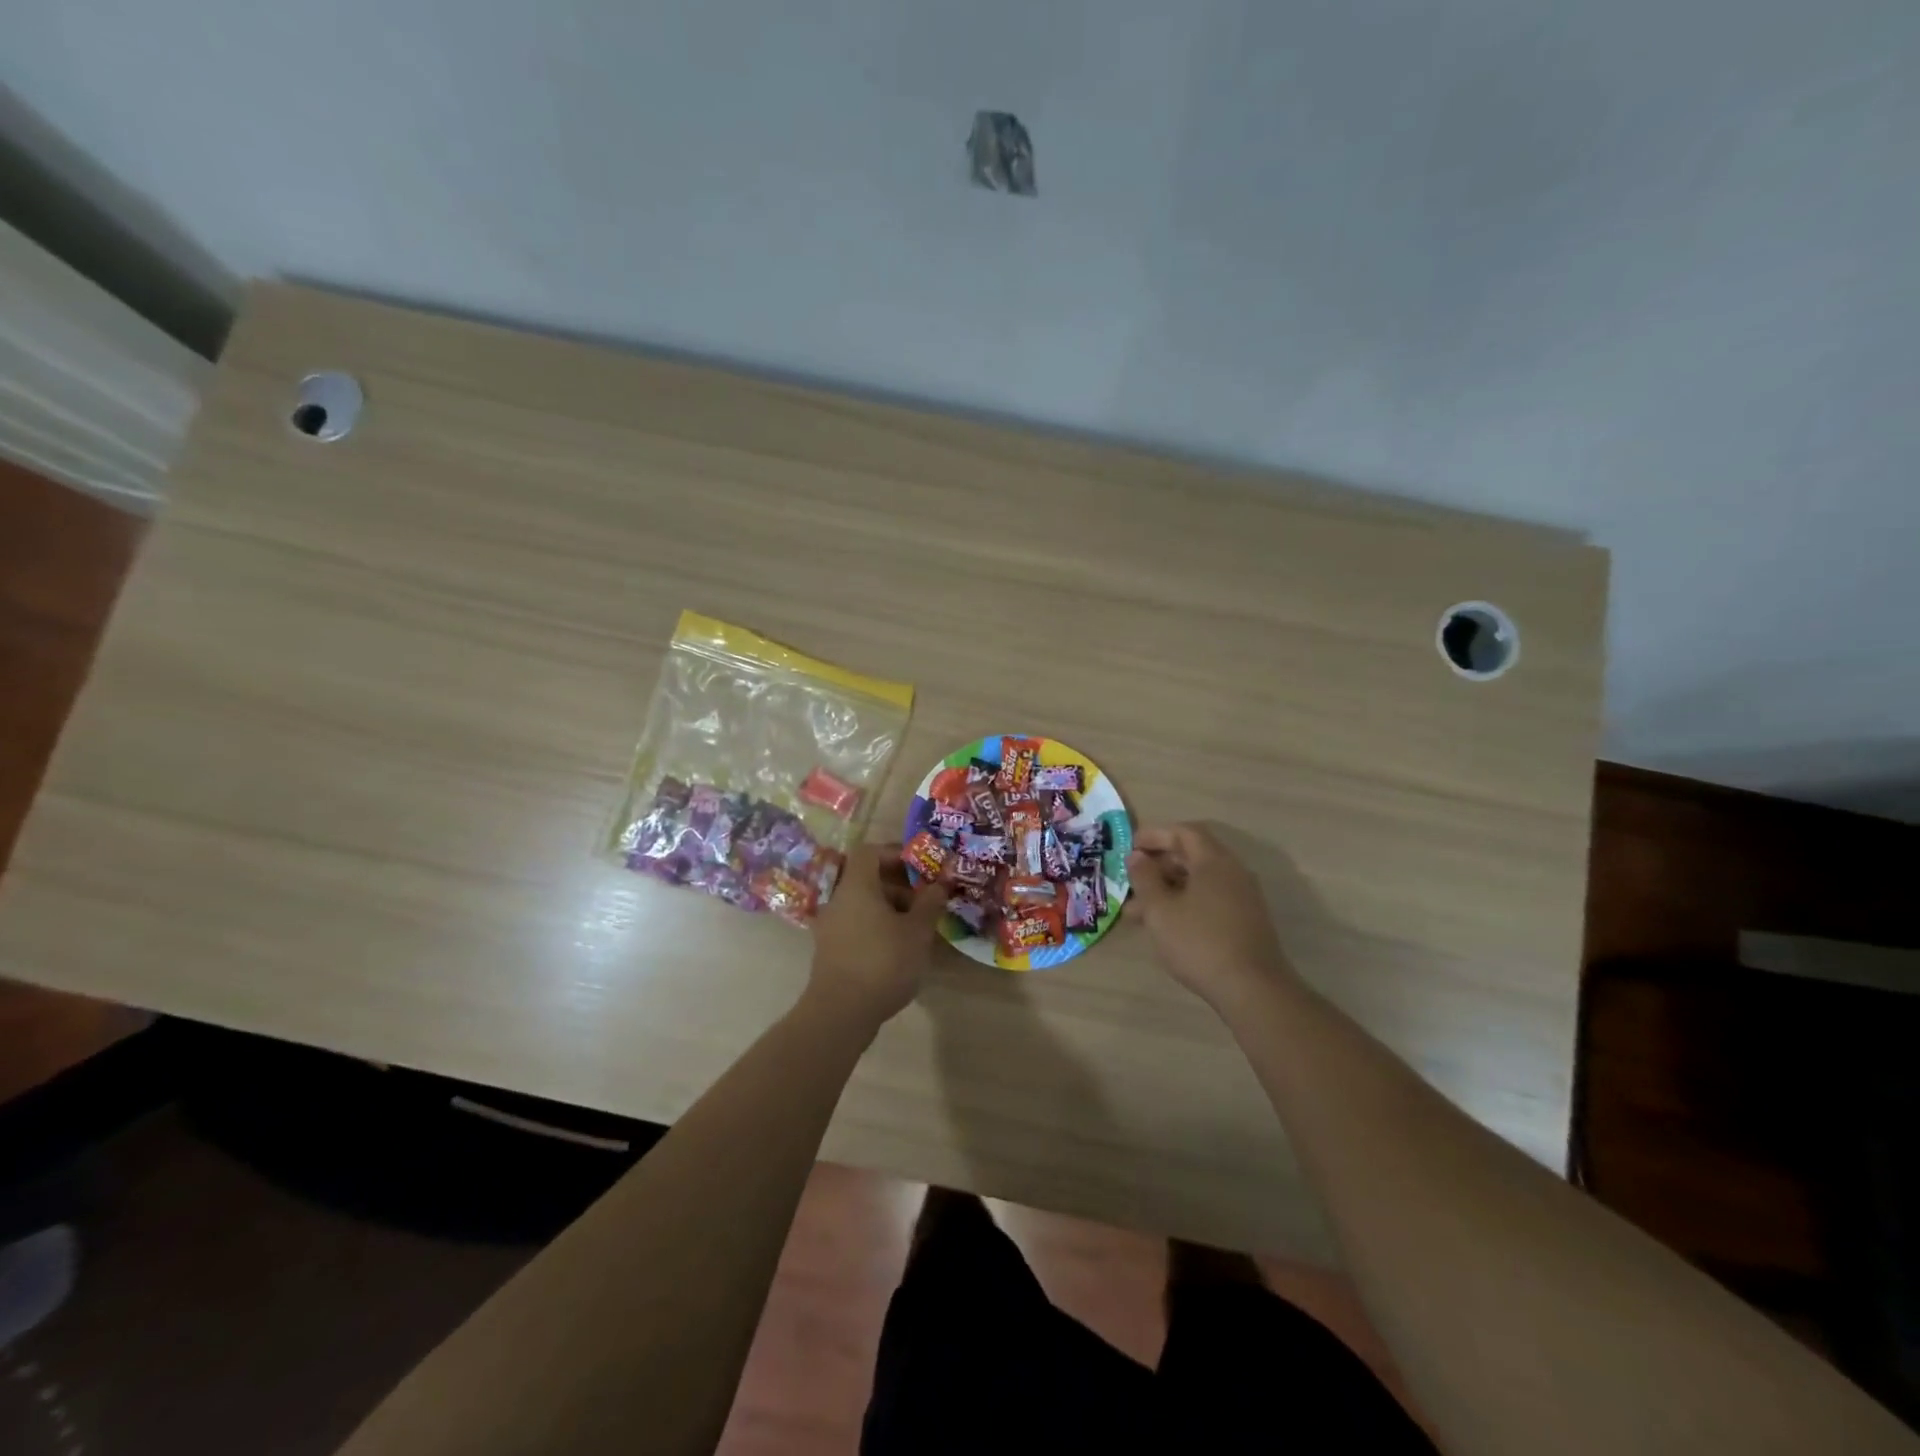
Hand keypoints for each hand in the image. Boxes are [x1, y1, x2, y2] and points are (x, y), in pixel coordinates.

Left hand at [806, 842, 949, 1026]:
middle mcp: (838, 900)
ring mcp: (831, 926)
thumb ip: (930, 903)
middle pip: (867, 878)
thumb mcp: (917, 931)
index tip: (921, 866)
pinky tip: (899, 947)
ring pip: (862, 903)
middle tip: (925, 898)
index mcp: (856, 887)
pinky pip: (856, 924)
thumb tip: (940, 883)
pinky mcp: (831, 950)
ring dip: (890, 907)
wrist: (840, 1013)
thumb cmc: (883, 962)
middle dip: (899, 884)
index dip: (895, 853)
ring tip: (917, 926)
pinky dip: (877, 926)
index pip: (869, 852)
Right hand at [1127, 824, 1295, 1009]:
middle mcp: (1233, 873)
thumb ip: (1145, 878)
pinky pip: (1209, 900)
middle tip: (1131, 879)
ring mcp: (1242, 898)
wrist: (1252, 989)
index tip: (1130, 846)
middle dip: (1158, 865)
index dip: (1155, 834)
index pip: (1184, 832)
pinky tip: (1164, 926)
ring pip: (1198, 882)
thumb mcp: (1160, 909)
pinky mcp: (1244, 922)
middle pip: (1192, 856)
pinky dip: (1184, 904)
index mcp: (1214, 862)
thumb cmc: (1199, 942)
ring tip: (1136, 912)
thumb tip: (1137, 857)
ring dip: (1167, 889)